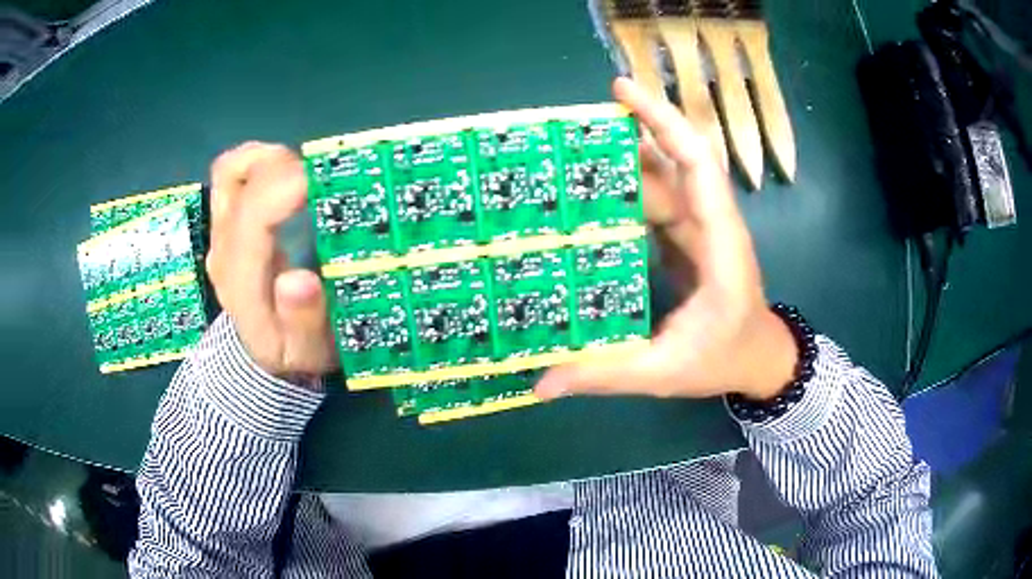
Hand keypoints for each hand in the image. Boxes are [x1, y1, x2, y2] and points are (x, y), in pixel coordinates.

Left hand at [206, 142, 336, 381]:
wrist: (262, 356)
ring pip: (230, 170)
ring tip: (306, 173)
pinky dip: (259, 162)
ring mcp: (220, 233)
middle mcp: (224, 248)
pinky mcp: (226, 224)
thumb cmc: (292, 352)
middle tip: (327, 179)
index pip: (253, 215)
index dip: (287, 185)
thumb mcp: (307, 352)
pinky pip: (232, 175)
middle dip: (285, 166)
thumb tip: (300, 279)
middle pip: (238, 180)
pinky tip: (286, 174)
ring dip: (269, 159)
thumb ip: (304, 321)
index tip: (329, 177)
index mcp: (242, 280)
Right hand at [535, 78, 797, 401]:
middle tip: (572, 126)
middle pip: (675, 161)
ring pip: (663, 181)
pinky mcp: (688, 239)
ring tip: (569, 158)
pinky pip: (658, 204)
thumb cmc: (725, 359)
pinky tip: (592, 196)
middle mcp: (711, 224)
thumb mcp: (664, 371)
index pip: (696, 164)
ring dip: (622, 164)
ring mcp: (699, 229)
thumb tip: (541, 384)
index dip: (662, 122)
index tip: (621, 91)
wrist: (759, 360)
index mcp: (718, 244)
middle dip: (631, 131)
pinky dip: (627, 193)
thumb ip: (605, 375)